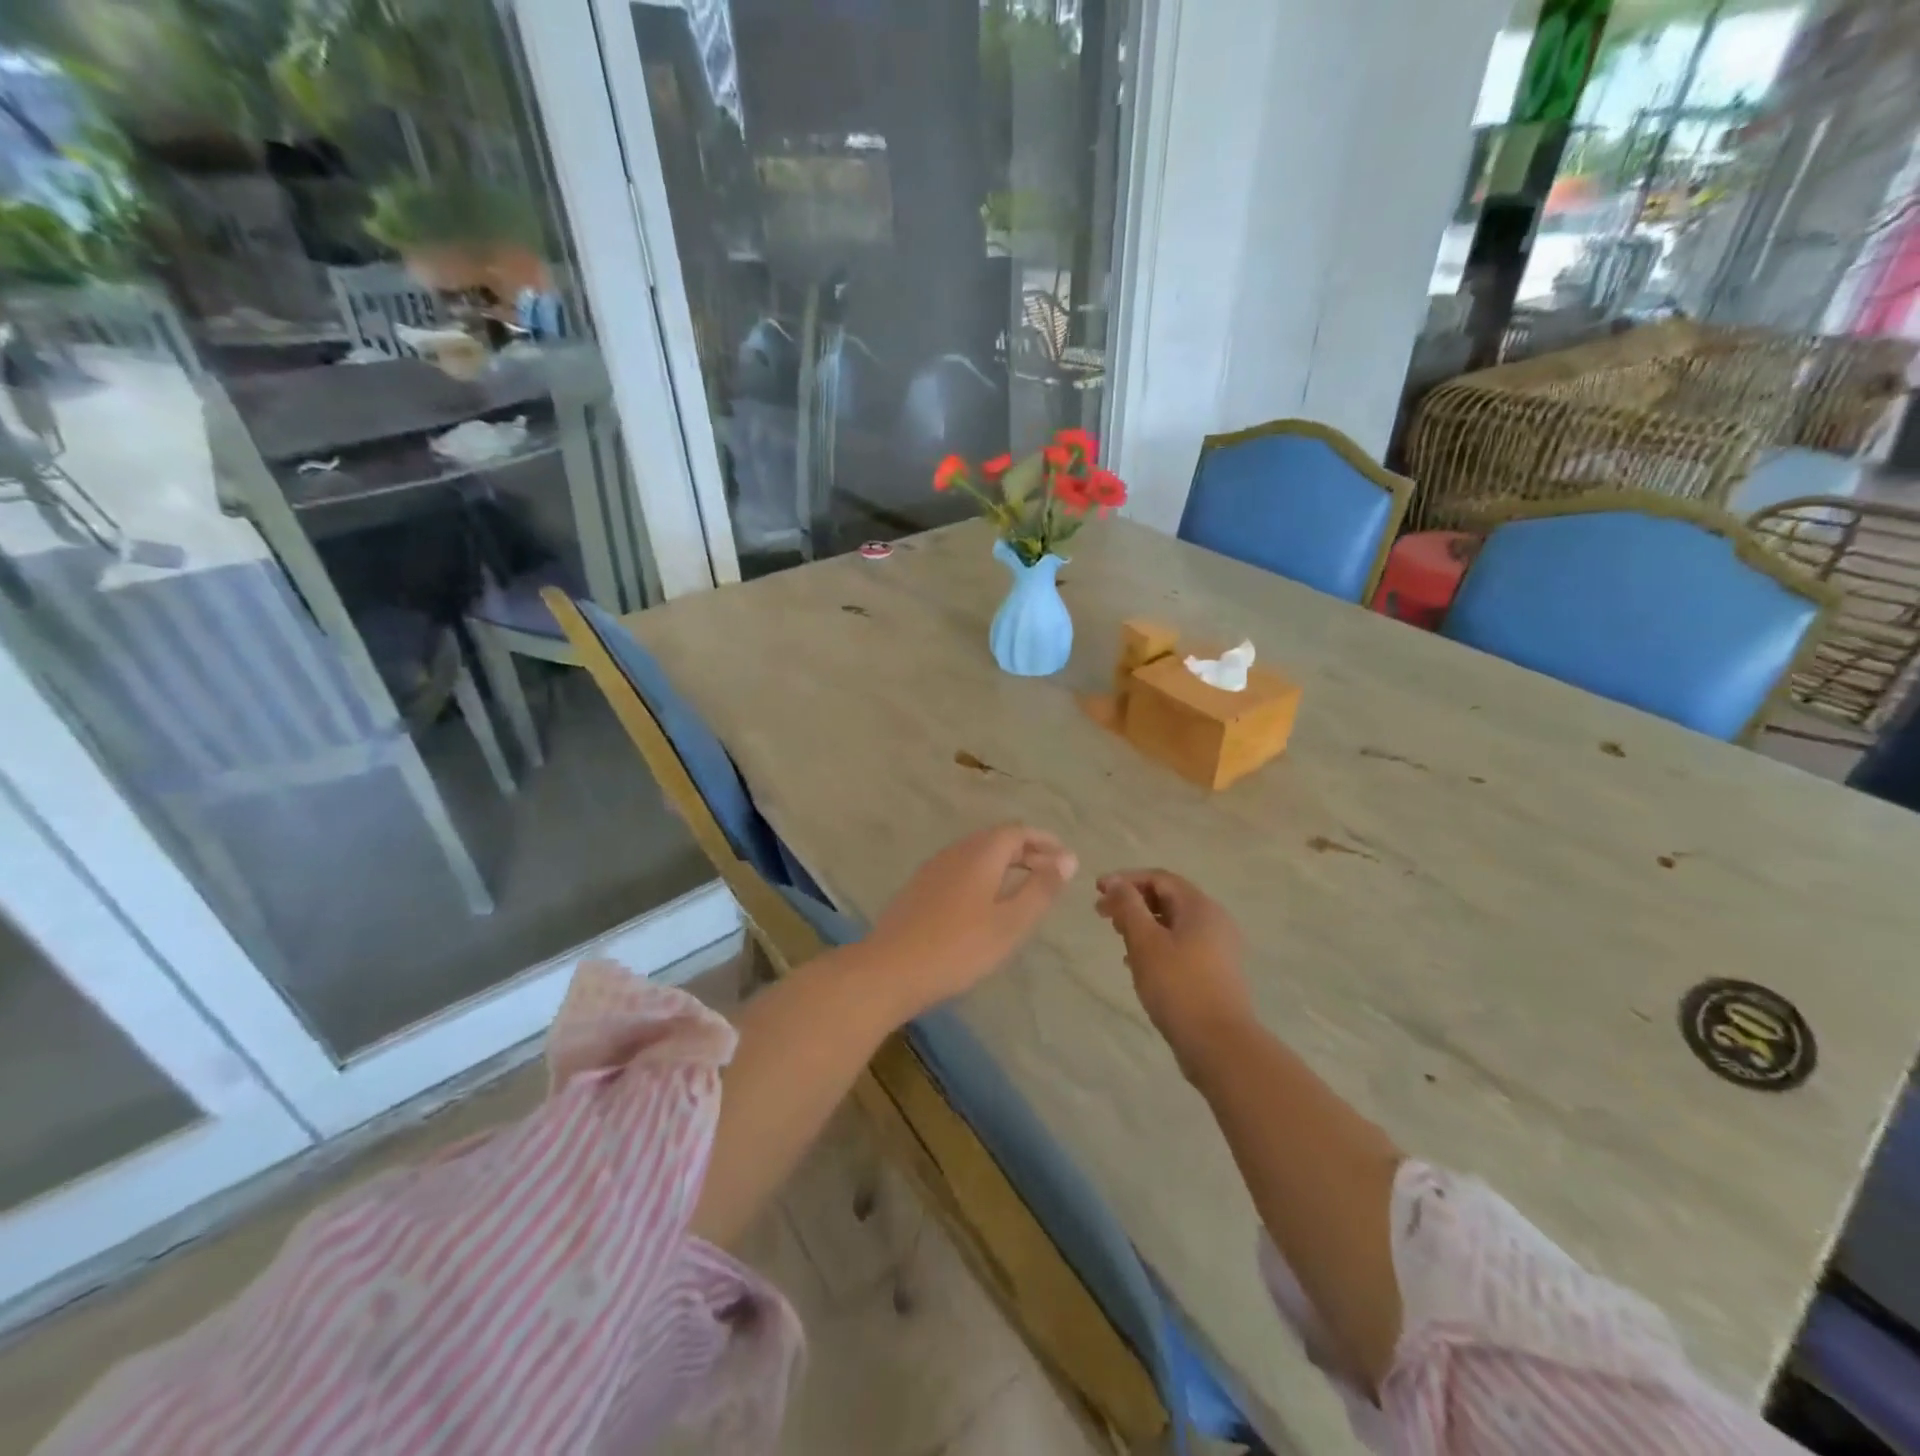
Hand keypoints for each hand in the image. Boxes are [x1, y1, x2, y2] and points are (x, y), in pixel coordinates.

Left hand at [861, 824, 1077, 1018]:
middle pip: (996, 840)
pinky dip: (983, 876)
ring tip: (1024, 888)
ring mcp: (933, 869)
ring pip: (976, 855)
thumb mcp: (1010, 923)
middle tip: (1050, 873)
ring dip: (1004, 864)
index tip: (1065, 857)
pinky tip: (985, 903)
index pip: (1016, 832)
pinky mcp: (919, 889)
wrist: (890, 969)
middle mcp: (955, 852)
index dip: (1043, 841)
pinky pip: (960, 870)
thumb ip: (1041, 889)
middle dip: (1026, 851)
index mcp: (980, 854)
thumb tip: (1067, 859)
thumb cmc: (959, 947)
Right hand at [1095, 869, 1253, 1072]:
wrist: (1219, 1043)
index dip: (1126, 880)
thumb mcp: (1145, 942)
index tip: (1097, 891)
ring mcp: (1219, 948)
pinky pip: (1182, 946)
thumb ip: (1128, 907)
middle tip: (1102, 915)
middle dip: (1133, 903)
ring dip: (1143, 925)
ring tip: (1118, 938)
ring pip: (1174, 924)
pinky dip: (1157, 946)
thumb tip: (1114, 883)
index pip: (1159, 878)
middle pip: (1168, 899)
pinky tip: (1137, 964)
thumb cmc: (1178, 985)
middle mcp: (1214, 921)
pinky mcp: (1216, 972)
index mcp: (1200, 907)